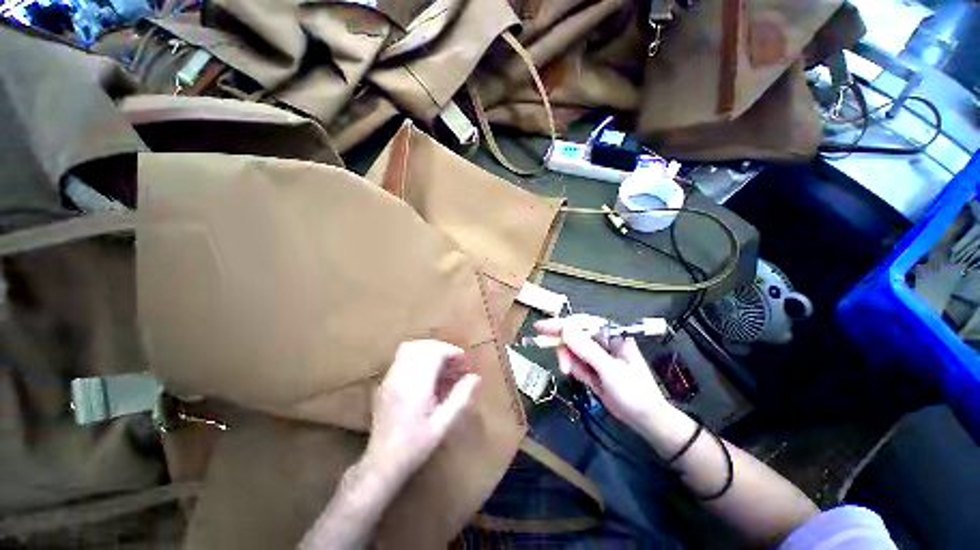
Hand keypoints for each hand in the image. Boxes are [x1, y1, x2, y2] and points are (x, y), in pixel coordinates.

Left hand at [365, 340, 479, 482]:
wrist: (381, 464)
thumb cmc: (415, 447)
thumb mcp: (442, 425)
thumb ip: (460, 399)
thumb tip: (475, 377)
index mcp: (415, 387)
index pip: (433, 353)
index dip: (450, 351)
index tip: (463, 360)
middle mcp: (399, 377)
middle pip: (421, 346)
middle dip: (441, 348)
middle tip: (454, 361)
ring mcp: (389, 378)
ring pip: (409, 348)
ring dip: (428, 349)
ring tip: (442, 363)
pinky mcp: (384, 383)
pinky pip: (402, 358)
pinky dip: (417, 356)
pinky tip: (427, 373)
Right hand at [535, 315, 668, 431]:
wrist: (647, 421)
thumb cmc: (634, 392)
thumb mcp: (609, 370)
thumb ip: (586, 349)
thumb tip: (565, 329)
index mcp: (611, 335)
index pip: (582, 323)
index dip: (561, 324)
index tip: (541, 328)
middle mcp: (603, 342)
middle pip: (574, 336)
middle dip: (565, 349)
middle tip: (563, 366)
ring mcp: (597, 356)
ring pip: (572, 351)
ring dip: (569, 361)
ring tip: (571, 374)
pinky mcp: (593, 369)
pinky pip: (576, 363)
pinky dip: (575, 370)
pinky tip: (584, 379)